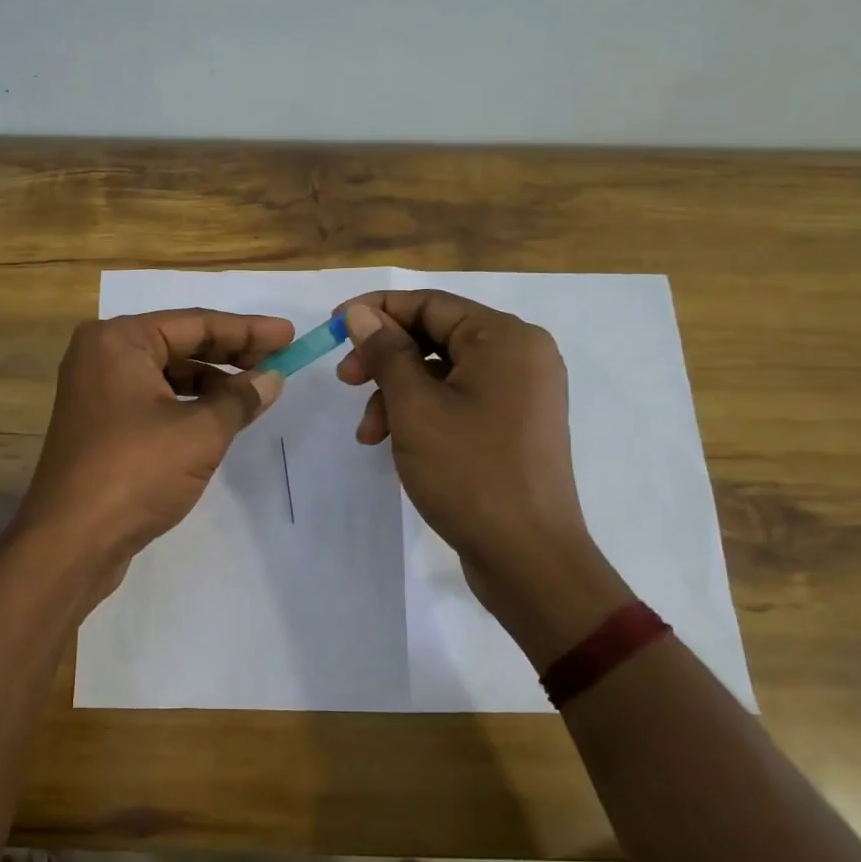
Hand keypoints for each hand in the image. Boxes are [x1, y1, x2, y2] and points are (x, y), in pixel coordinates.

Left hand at [16, 309, 292, 567]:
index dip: (247, 331)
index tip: (288, 335)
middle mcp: (101, 356)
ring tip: (255, 393)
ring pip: (166, 374)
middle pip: (179, 344)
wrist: (71, 542)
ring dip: (211, 382)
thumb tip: (271, 379)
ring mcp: (96, 392)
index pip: (195, 323)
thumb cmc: (136, 472)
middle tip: (279, 360)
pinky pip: (153, 400)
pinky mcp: (100, 425)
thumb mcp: (200, 432)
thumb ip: (240, 399)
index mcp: (118, 341)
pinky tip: (220, 418)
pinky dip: (188, 405)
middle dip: (231, 354)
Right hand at [335, 291, 628, 634]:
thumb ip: (386, 352)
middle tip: (344, 380)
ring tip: (368, 433)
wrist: (528, 558)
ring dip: (396, 393)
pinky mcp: (513, 425)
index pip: (430, 303)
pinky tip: (393, 442)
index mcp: (506, 338)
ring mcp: (520, 392)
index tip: (332, 326)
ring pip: (441, 372)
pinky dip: (421, 413)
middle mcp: (520, 355)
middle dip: (384, 358)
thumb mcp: (415, 408)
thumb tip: (359, 314)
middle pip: (435, 336)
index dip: (376, 311)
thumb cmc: (470, 473)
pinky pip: (458, 400)